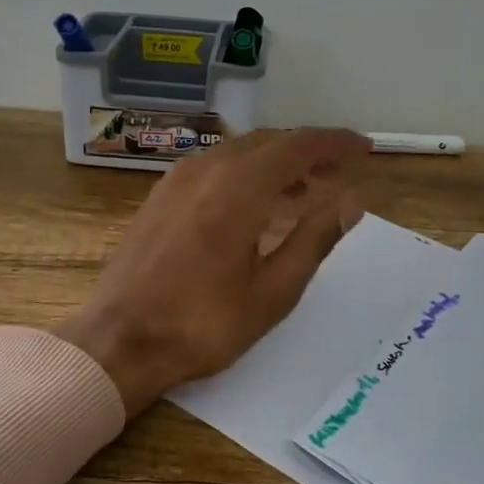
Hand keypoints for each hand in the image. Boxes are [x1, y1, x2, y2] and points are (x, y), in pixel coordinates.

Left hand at [57, 128, 370, 416]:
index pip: (298, 146)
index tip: (364, 148)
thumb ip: (315, 239)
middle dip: (308, 151)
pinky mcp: (160, 196)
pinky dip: (245, 172)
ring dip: (276, 162)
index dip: (335, 143)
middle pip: (268, 142)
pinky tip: (255, 202)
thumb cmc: (202, 324)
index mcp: (239, 188)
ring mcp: (177, 180)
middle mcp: (207, 170)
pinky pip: (214, 167)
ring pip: (239, 152)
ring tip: (305, 189)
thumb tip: (351, 202)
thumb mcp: (273, 292)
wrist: (119, 341)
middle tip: (340, 171)